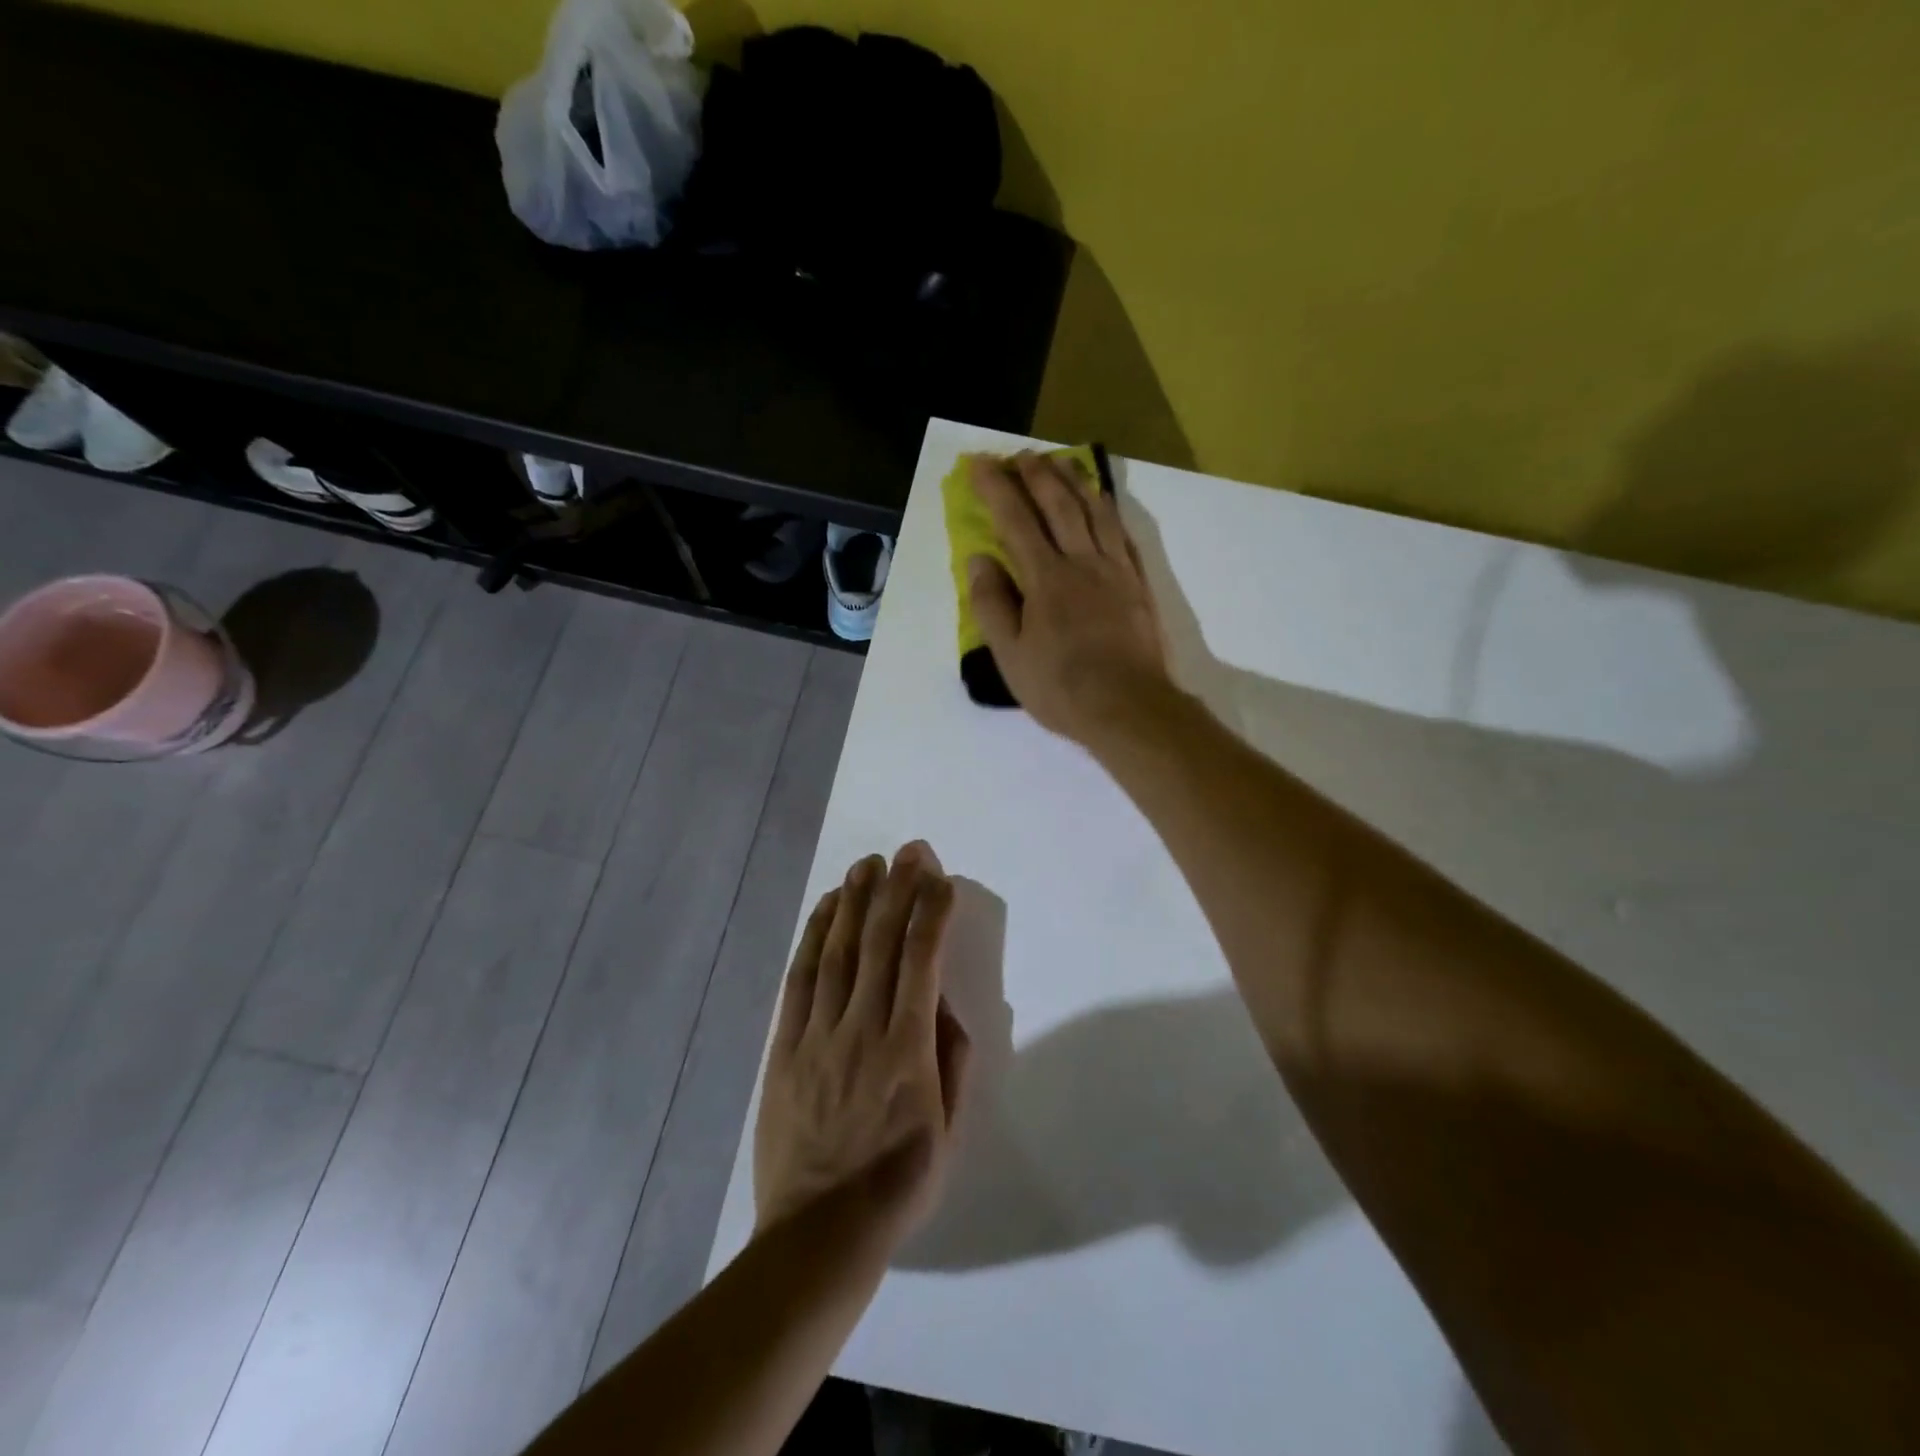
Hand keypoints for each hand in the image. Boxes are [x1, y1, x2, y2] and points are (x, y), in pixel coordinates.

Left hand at [754, 843, 972, 1243]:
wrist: (818, 1234)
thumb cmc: (897, 1184)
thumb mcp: (949, 1131)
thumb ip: (952, 1060)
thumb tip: (943, 1005)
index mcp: (907, 1049)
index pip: (921, 961)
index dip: (931, 912)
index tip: (940, 879)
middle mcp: (862, 1028)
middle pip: (881, 943)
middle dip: (897, 890)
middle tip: (908, 851)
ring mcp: (818, 1034)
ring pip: (838, 952)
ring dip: (854, 902)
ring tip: (867, 864)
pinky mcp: (784, 1046)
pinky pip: (800, 980)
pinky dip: (813, 938)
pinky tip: (825, 910)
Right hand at [967, 452, 1171, 747]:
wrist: (1129, 707)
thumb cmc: (1061, 687)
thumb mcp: (1011, 655)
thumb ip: (992, 605)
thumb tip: (979, 559)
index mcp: (1046, 578)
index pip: (1016, 521)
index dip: (996, 489)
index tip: (979, 464)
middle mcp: (1082, 562)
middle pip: (1059, 505)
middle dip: (1037, 474)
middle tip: (1021, 454)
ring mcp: (1115, 571)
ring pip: (1096, 512)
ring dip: (1075, 482)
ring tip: (1062, 463)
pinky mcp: (1138, 585)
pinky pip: (1123, 535)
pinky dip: (1110, 512)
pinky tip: (1104, 505)